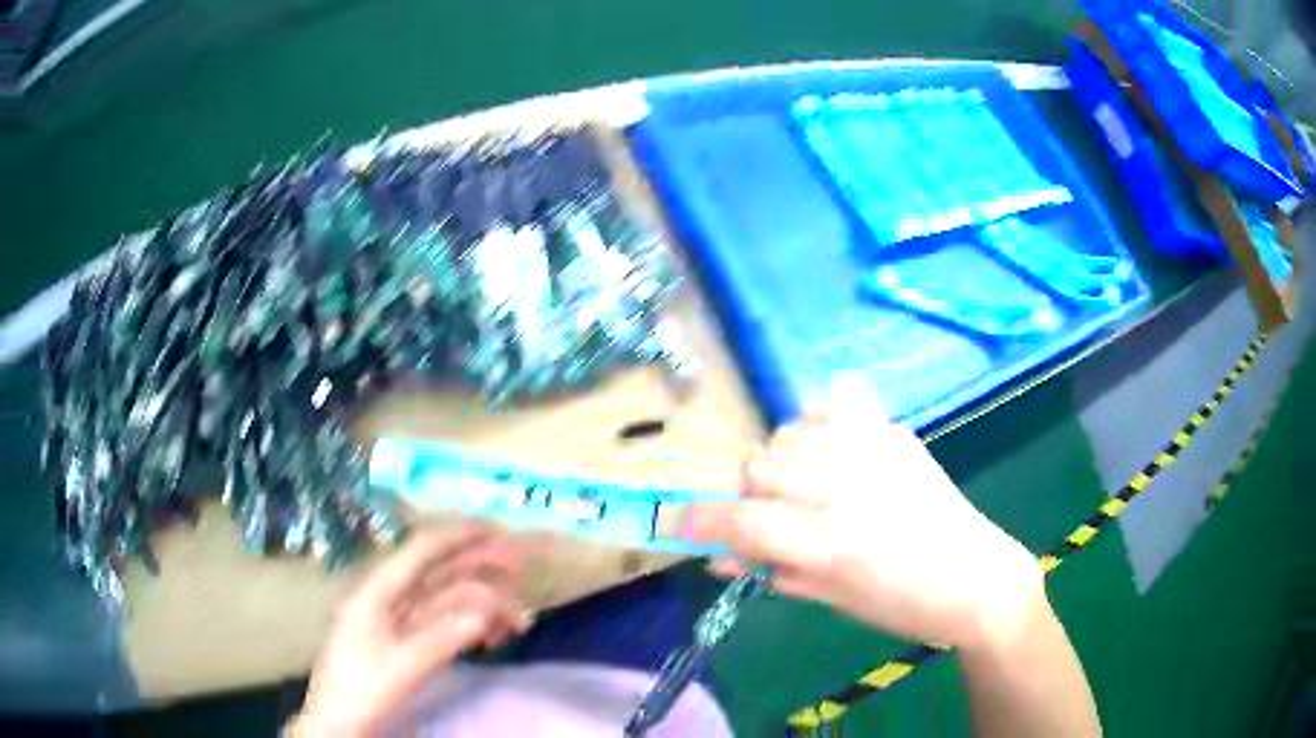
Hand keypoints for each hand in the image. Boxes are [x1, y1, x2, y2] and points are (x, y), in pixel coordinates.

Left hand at [296, 525, 533, 736]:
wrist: (339, 720)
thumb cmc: (363, 688)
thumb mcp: (403, 666)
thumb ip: (444, 637)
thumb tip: (486, 610)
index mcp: (379, 591)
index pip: (422, 550)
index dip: (460, 535)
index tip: (499, 531)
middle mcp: (389, 597)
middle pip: (439, 572)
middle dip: (480, 570)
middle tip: (522, 575)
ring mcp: (399, 620)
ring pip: (447, 600)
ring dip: (482, 606)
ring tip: (517, 624)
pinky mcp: (407, 640)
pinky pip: (444, 624)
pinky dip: (470, 627)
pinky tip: (493, 639)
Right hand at [683, 399, 1042, 651]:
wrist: (976, 577)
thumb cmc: (902, 606)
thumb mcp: (833, 600)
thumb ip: (772, 571)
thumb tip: (718, 560)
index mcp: (830, 544)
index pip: (743, 520)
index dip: (700, 519)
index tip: (678, 521)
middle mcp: (848, 489)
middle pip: (761, 466)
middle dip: (748, 491)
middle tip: (766, 513)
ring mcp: (874, 452)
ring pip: (790, 431)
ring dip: (780, 458)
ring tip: (801, 482)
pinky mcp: (895, 433)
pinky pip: (836, 404)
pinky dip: (819, 423)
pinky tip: (831, 449)